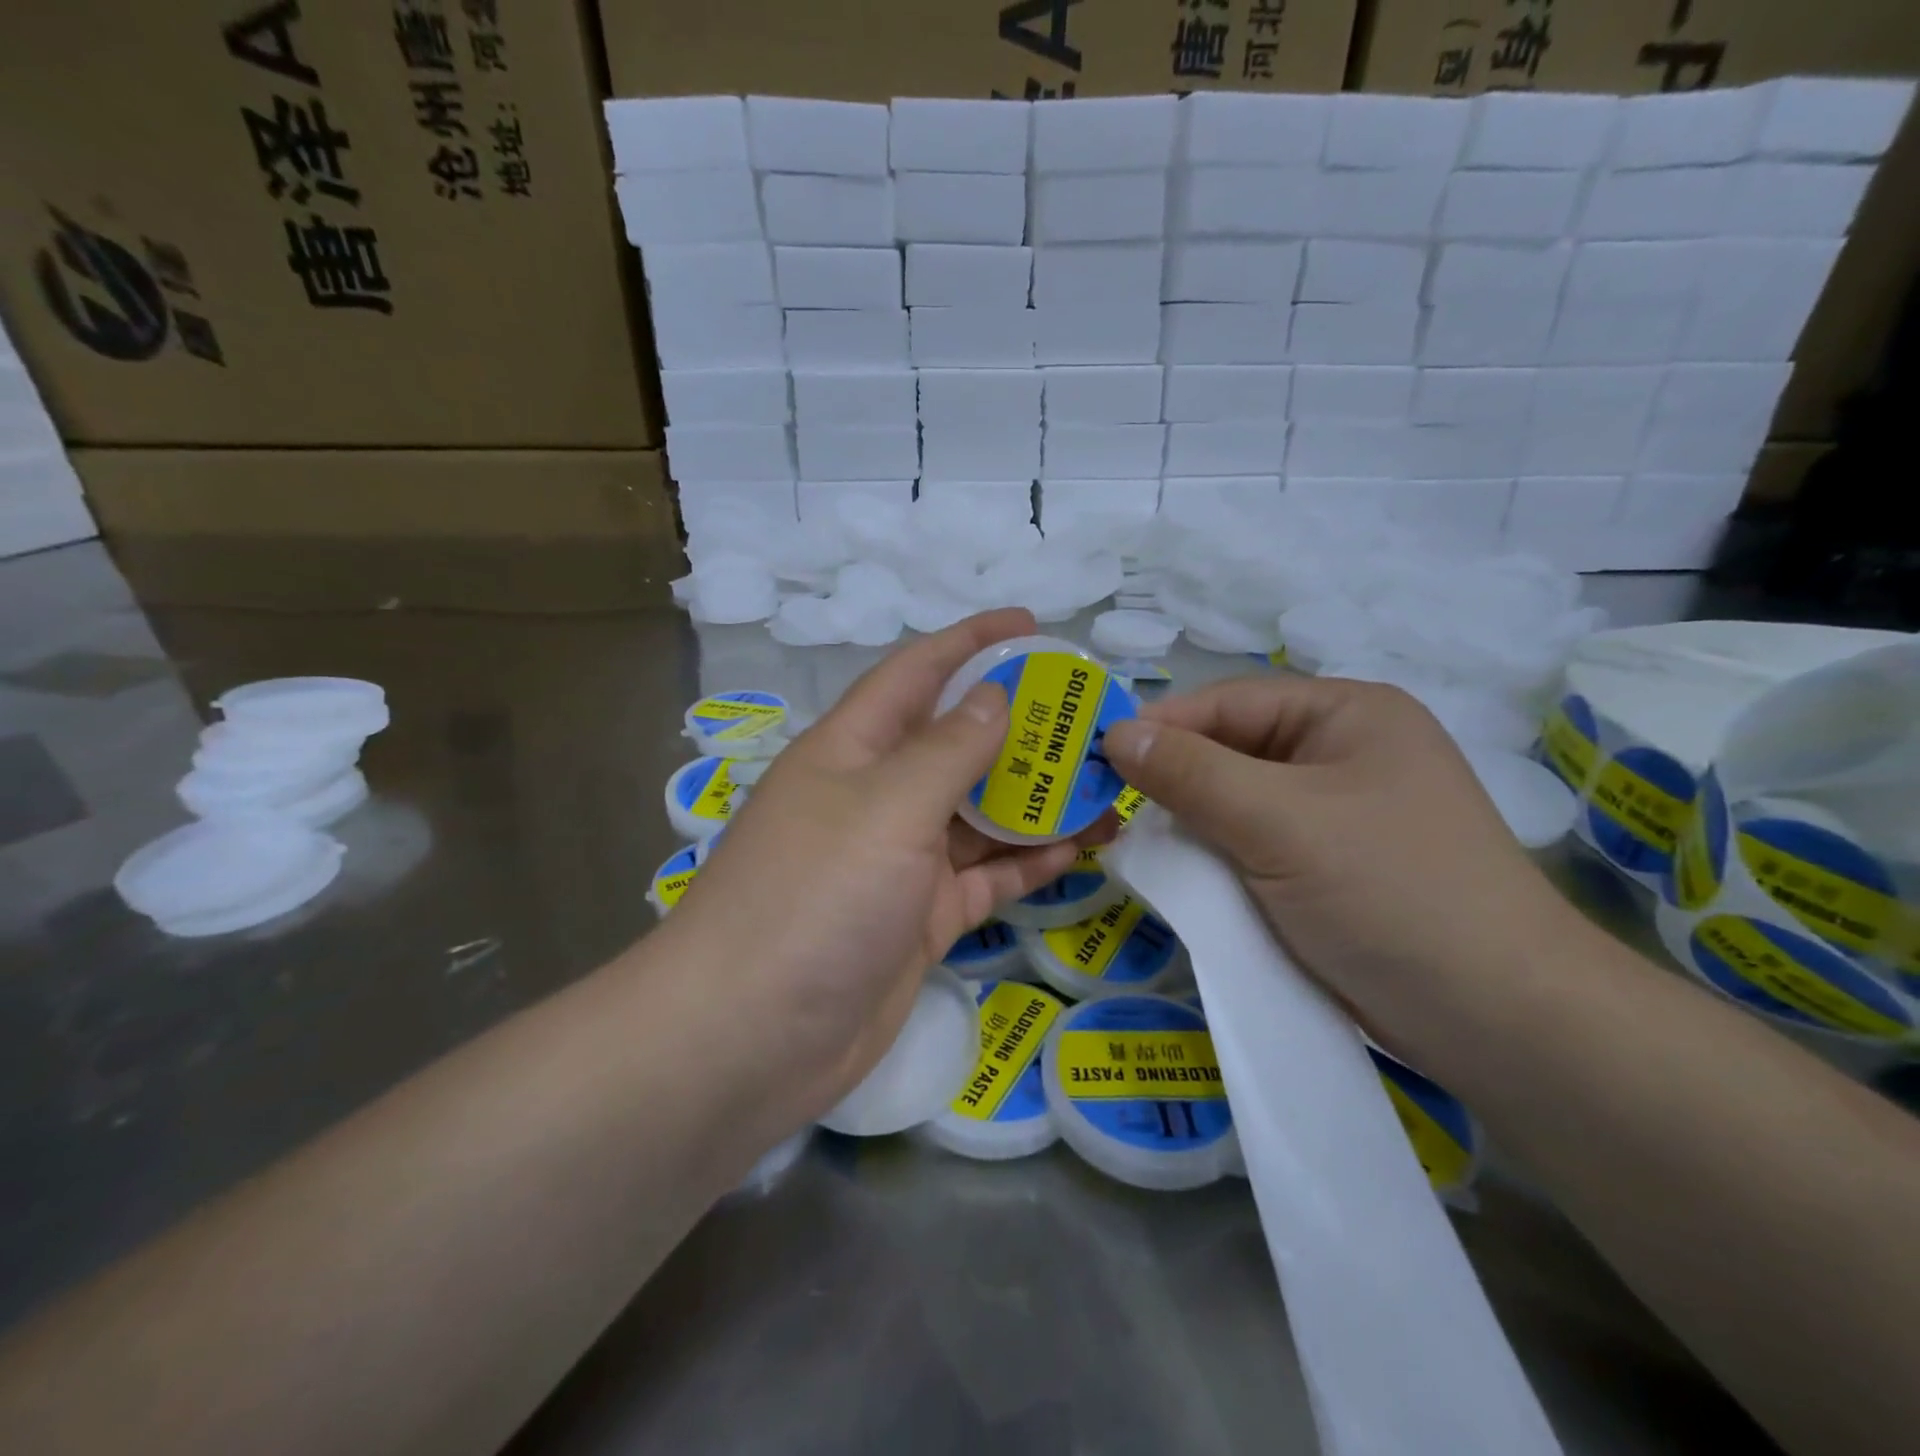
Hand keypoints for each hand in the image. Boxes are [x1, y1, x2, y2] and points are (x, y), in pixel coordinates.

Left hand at [665, 610, 1086, 1127]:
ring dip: (1036, 799)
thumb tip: (995, 696)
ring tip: (1105, 784)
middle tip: (1093, 718)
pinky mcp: (920, 919)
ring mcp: (899, 862)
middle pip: (958, 745)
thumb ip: (948, 749)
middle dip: (1021, 728)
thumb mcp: (887, 806)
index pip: (917, 673)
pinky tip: (1079, 848)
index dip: (971, 642)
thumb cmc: (814, 897)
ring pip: (979, 814)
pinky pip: (983, 876)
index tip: (1032, 625)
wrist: (748, 1039)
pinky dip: (1026, 862)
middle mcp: (876, 796)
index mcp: (853, 749)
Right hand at [1102, 676, 1579, 1057]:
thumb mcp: (1279, 821)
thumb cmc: (1389, 891)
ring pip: (1234, 803)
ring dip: (1189, 824)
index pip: (1230, 702)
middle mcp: (1340, 754)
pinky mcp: (1325, 869)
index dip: (1162, 726)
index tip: (1096, 757)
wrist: (1497, 1020)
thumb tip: (1115, 734)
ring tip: (1130, 844)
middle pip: (1230, 751)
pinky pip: (1250, 846)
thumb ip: (1190, 773)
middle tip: (1105, 808)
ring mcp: (1334, 815)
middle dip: (1172, 779)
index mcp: (1346, 715)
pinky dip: (1214, 858)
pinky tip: (1178, 875)